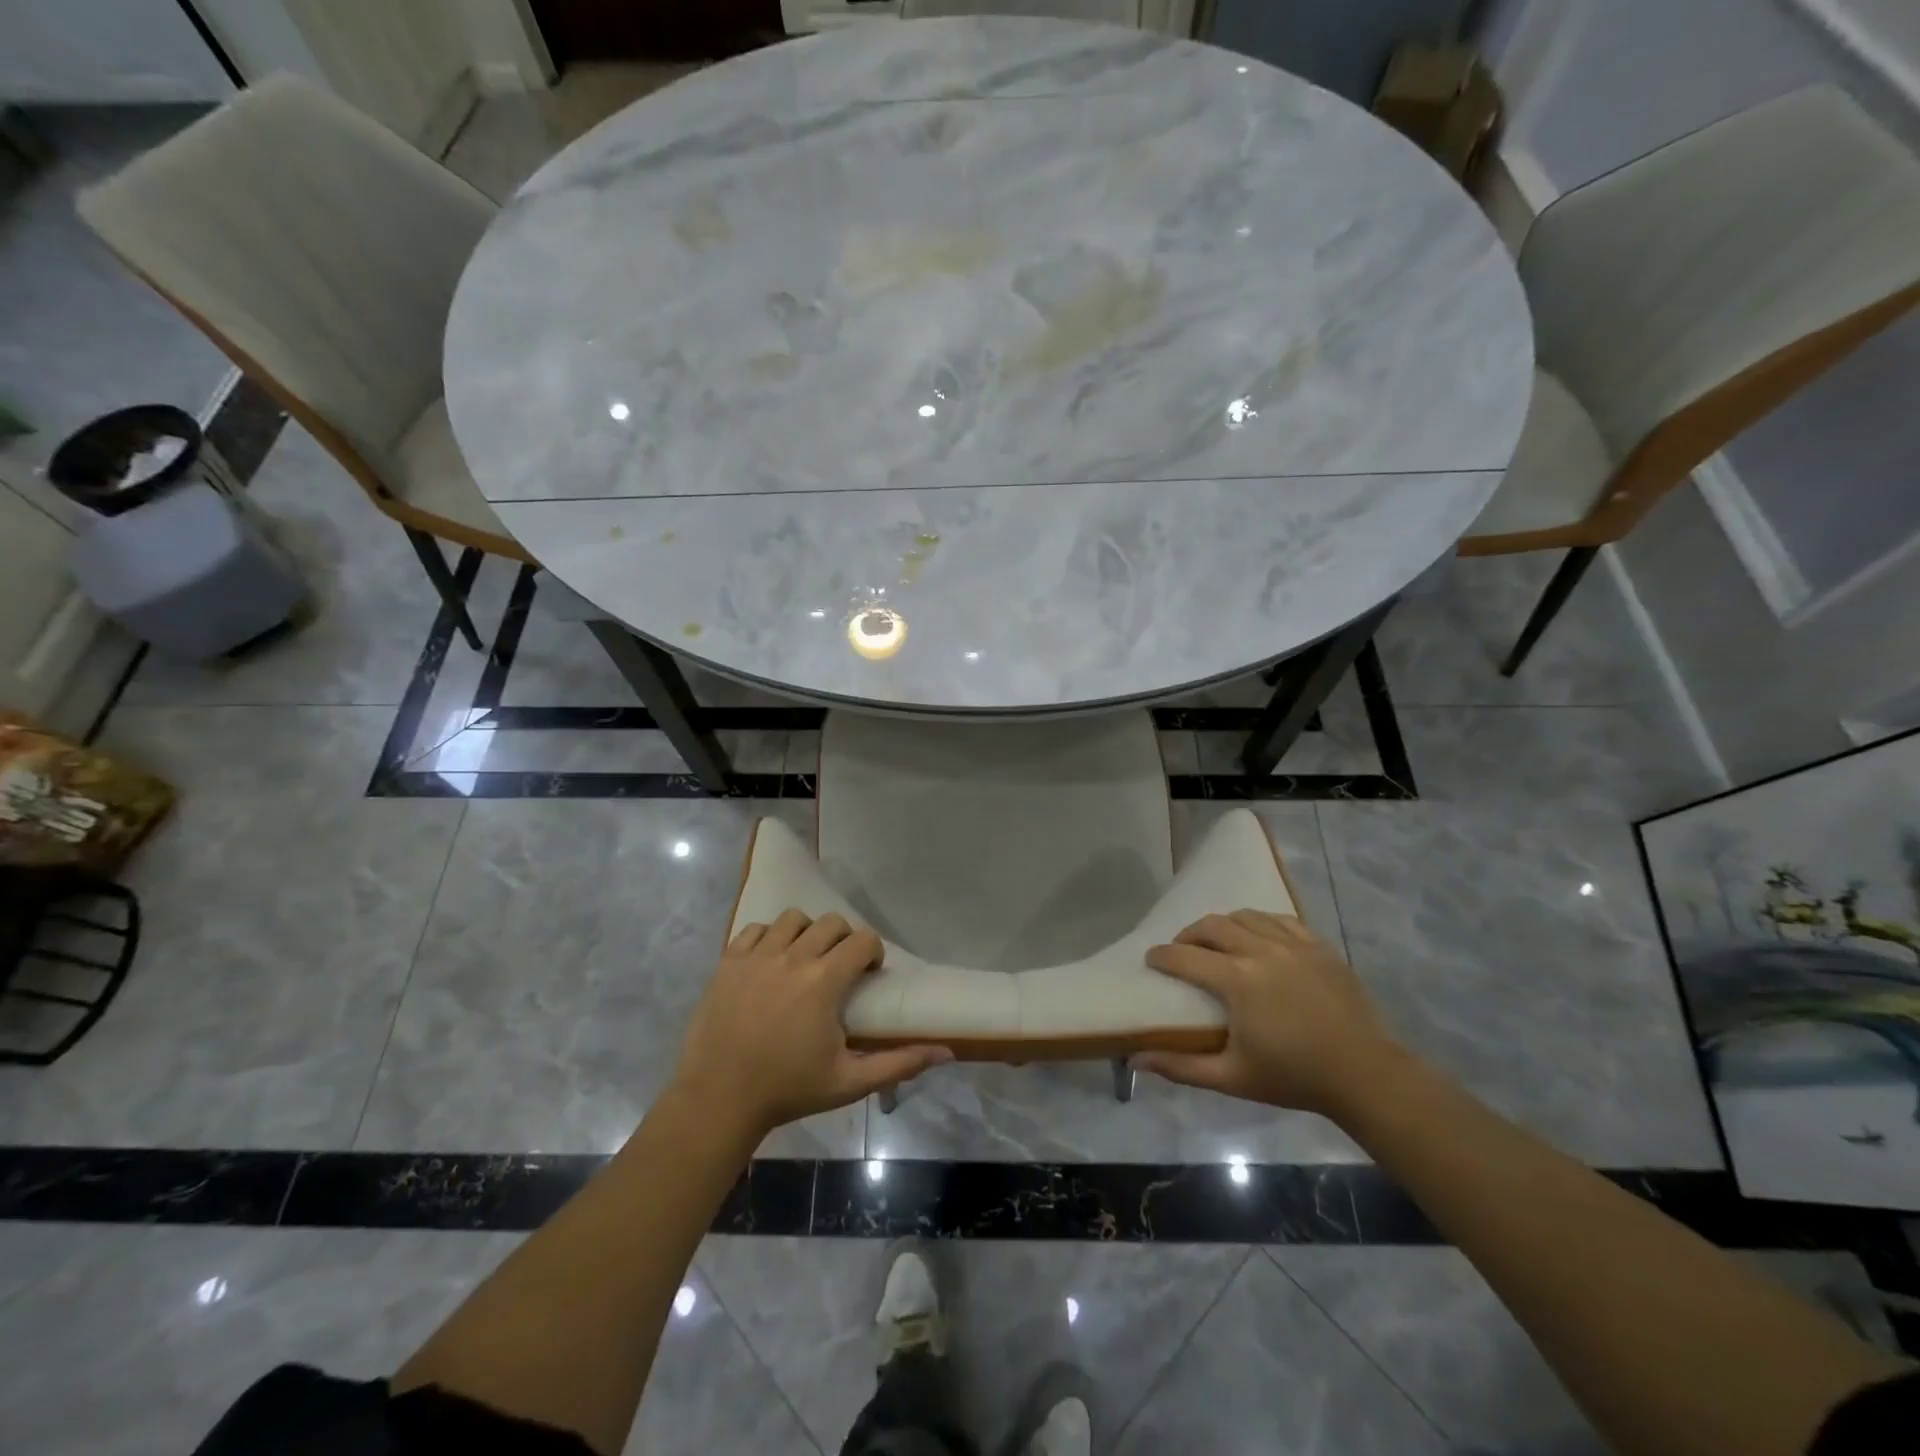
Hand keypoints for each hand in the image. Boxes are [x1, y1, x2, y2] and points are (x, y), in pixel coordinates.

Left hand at [673, 909, 950, 1136]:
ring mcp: (756, 956)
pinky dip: (768, 938)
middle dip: (843, 939)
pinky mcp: (728, 962)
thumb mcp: (849, 1082)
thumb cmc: (788, 1090)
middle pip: (830, 922)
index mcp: (823, 981)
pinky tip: (770, 964)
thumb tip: (946, 1051)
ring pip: (792, 919)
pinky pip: (755, 930)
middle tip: (839, 968)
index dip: (872, 952)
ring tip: (803, 961)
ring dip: (806, 933)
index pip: (862, 940)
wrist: (718, 1100)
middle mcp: (792, 957)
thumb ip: (899, 1063)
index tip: (868, 975)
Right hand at [1137, 911, 1402, 1116]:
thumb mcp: (1232, 1077)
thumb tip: (1136, 1059)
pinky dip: (1259, 923)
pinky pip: (1279, 919)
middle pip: (1212, 926)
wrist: (1364, 1075)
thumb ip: (1182, 1066)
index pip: (1185, 956)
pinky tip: (1257, 937)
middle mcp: (1261, 951)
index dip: (1162, 956)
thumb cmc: (1294, 1077)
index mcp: (1237, 980)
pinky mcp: (1318, 946)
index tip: (1151, 960)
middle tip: (1181, 950)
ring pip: (1245, 916)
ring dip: (1223, 924)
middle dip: (1189, 934)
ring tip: (1217, 941)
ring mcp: (1293, 945)